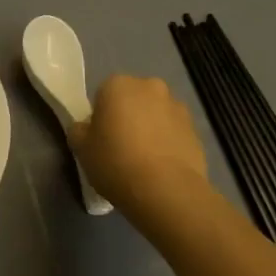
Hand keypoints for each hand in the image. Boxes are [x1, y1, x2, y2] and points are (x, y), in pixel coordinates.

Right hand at [69, 75, 210, 224]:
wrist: (166, 190)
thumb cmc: (115, 162)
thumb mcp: (81, 148)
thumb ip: (79, 130)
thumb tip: (86, 127)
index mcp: (118, 84)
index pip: (103, 94)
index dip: (101, 116)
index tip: (100, 139)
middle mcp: (150, 87)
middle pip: (133, 99)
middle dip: (128, 116)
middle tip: (121, 147)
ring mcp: (177, 107)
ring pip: (156, 114)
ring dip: (150, 128)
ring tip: (144, 161)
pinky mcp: (196, 130)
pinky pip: (174, 133)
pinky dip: (168, 144)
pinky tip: (161, 169)